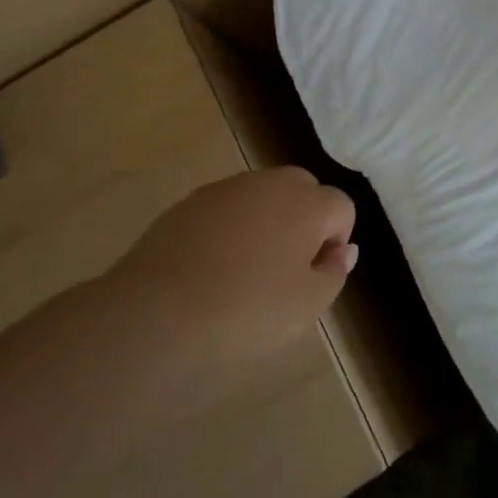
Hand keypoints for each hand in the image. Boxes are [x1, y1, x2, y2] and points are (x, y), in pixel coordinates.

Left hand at [118, 167, 356, 359]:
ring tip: (245, 271)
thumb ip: (333, 272)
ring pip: (262, 196)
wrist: (156, 314)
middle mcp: (270, 183)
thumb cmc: (246, 312)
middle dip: (304, 221)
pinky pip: (226, 208)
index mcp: (306, 203)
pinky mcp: (189, 202)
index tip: (313, 276)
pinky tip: (211, 268)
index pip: (341, 207)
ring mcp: (226, 188)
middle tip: (285, 269)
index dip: (335, 241)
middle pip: (303, 190)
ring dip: (266, 222)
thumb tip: (342, 250)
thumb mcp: (307, 305)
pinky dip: (229, 228)